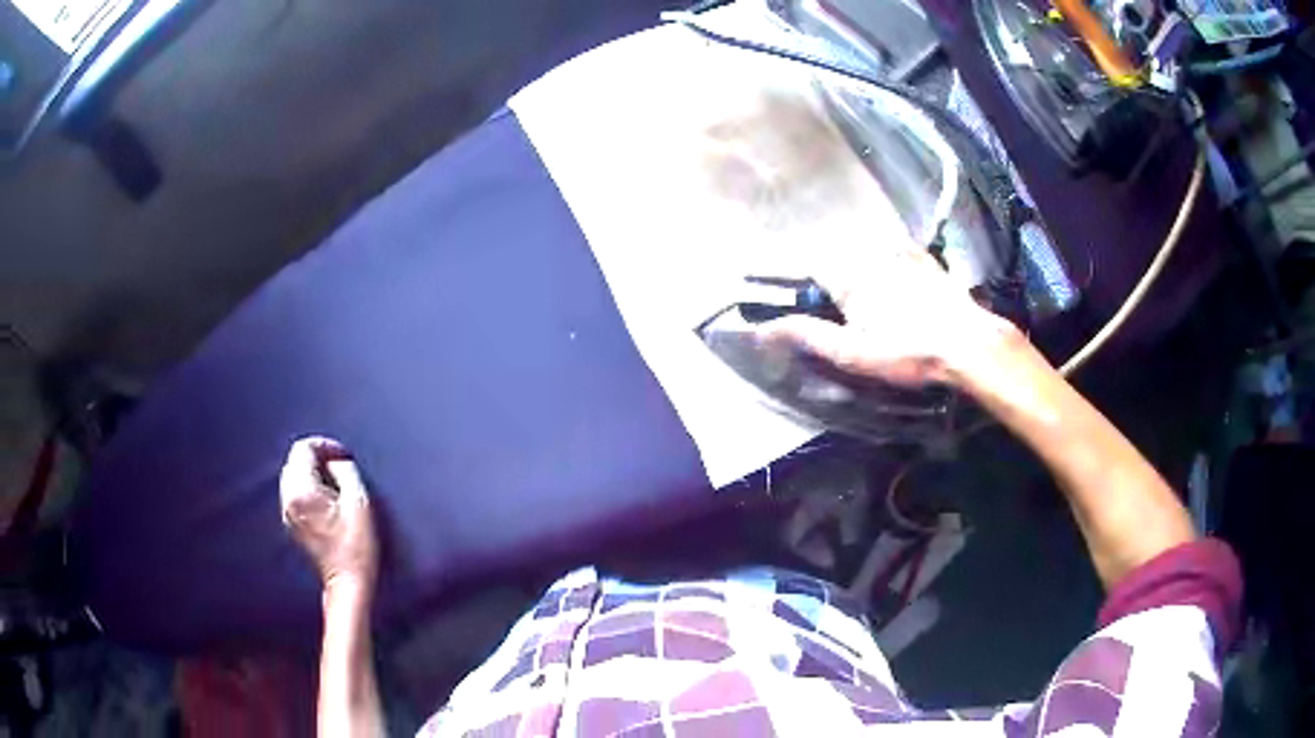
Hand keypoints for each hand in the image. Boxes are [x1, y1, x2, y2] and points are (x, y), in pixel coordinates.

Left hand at [280, 437, 378, 596]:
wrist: (348, 584)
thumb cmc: (357, 545)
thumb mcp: (359, 502)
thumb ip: (345, 471)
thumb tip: (335, 461)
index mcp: (302, 491)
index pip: (303, 449)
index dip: (325, 445)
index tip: (344, 456)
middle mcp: (288, 500)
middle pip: (294, 461)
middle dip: (316, 457)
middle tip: (340, 467)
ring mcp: (287, 514)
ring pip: (293, 476)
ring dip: (311, 472)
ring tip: (334, 484)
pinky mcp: (291, 525)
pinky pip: (294, 493)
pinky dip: (307, 488)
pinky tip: (326, 501)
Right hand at [756, 241, 1020, 387]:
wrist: (966, 343)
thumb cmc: (907, 352)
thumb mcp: (853, 353)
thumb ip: (809, 336)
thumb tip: (764, 328)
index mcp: (849, 277)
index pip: (812, 268)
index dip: (806, 287)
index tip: (812, 309)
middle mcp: (871, 256)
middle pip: (841, 260)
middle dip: (838, 282)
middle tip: (851, 317)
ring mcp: (902, 255)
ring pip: (870, 254)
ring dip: (865, 271)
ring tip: (879, 306)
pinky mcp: (927, 261)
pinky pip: (900, 253)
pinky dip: (894, 262)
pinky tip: (903, 283)